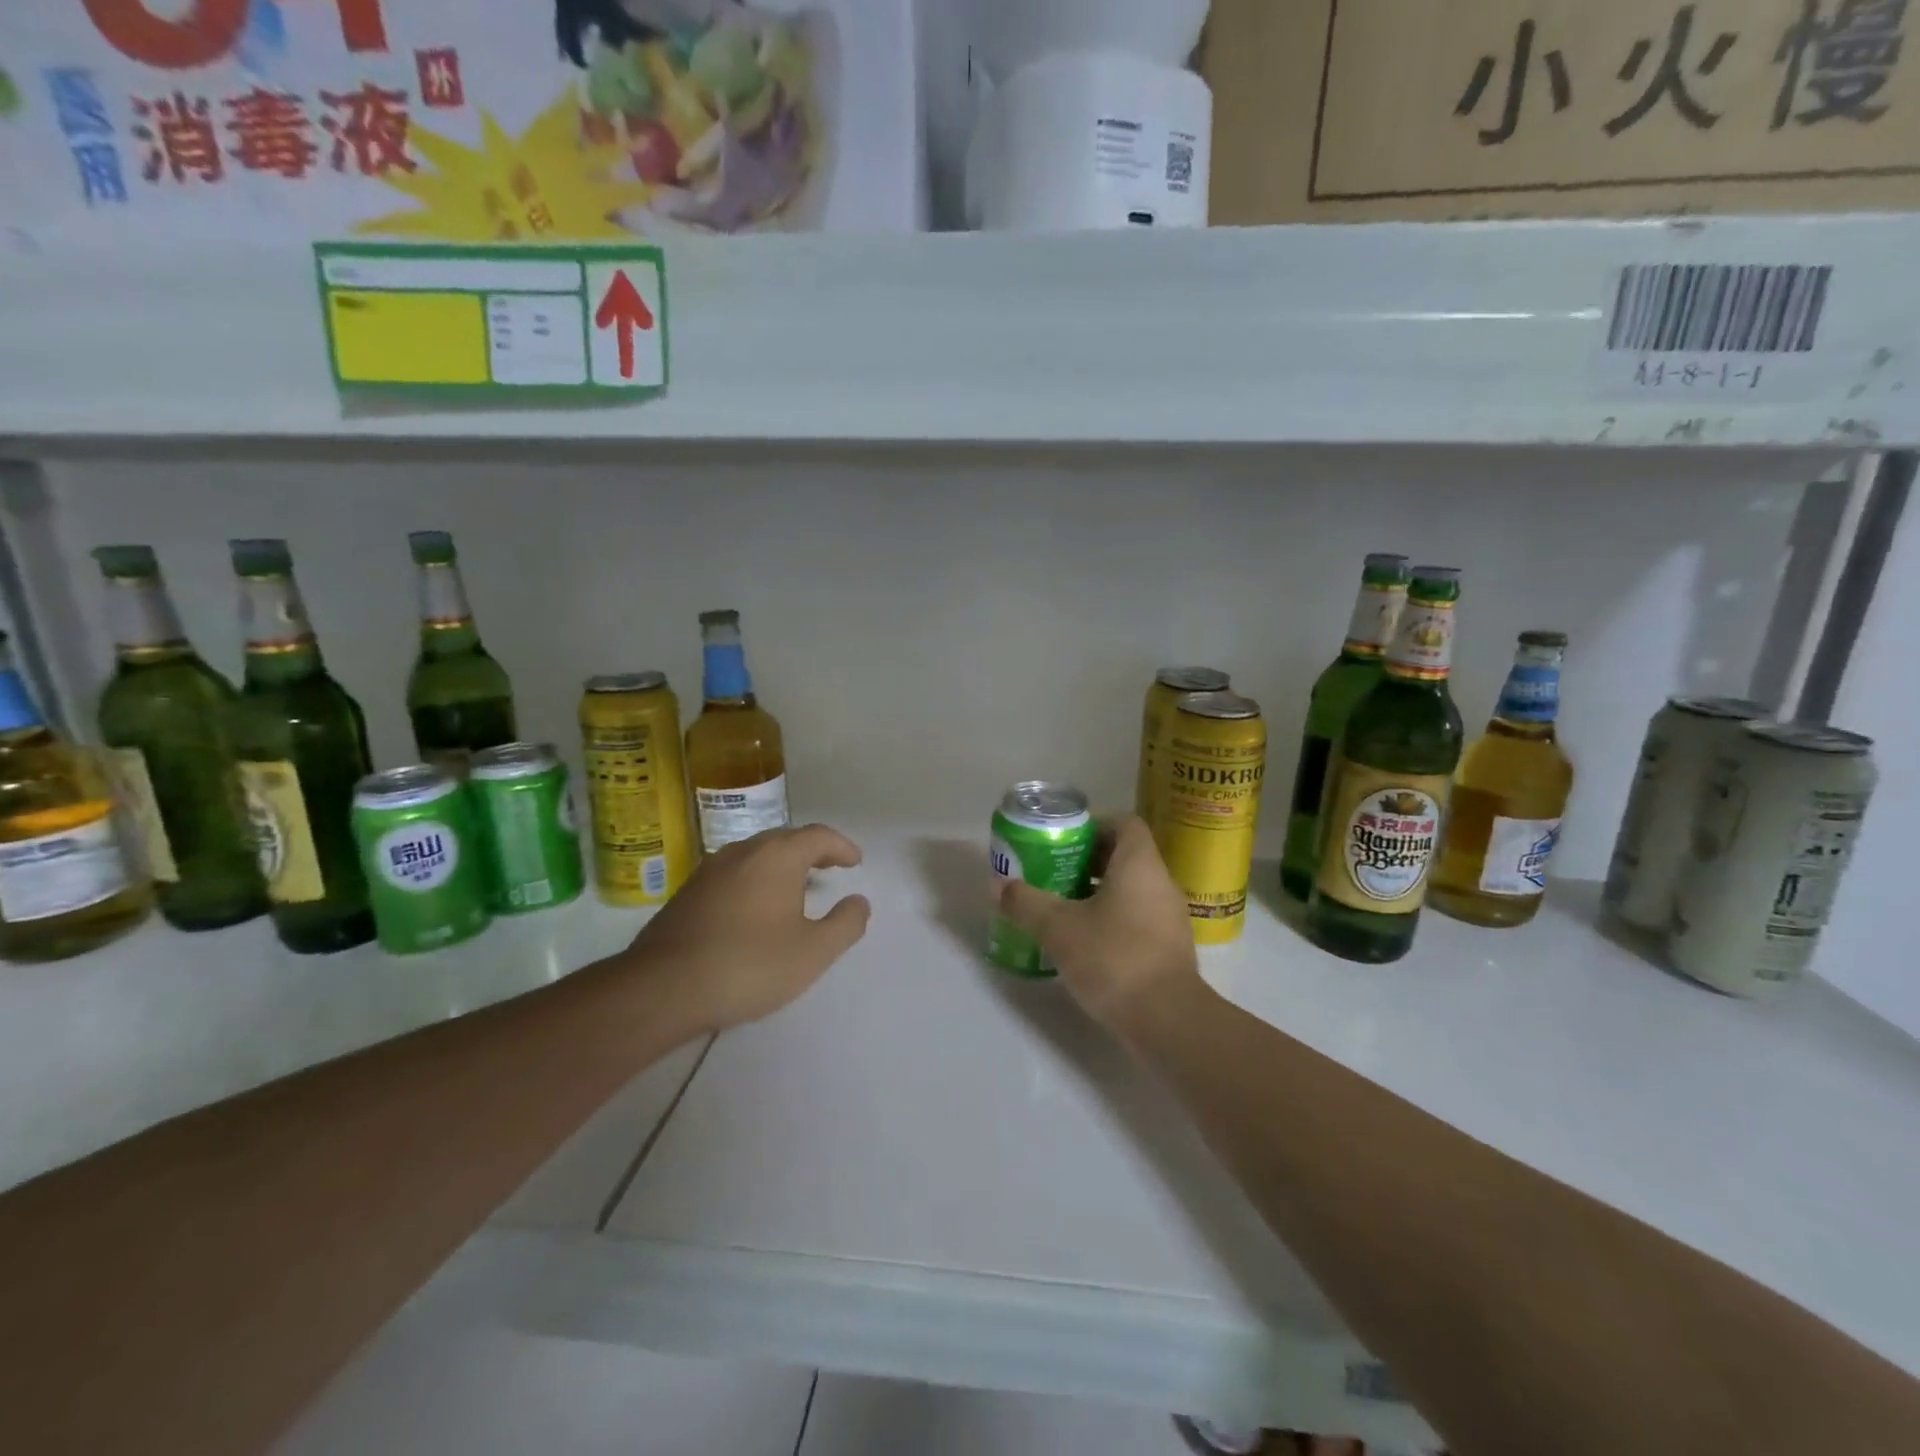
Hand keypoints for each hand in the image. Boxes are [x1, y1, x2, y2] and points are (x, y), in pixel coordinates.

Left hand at [617, 823, 870, 1033]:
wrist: (663, 988)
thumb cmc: (749, 965)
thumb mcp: (813, 952)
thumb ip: (845, 924)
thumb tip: (859, 902)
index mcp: (777, 856)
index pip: (818, 836)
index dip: (841, 847)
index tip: (855, 862)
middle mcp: (743, 852)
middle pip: (785, 839)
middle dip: (811, 851)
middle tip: (830, 868)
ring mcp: (709, 870)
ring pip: (756, 855)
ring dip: (781, 865)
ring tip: (796, 888)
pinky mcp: (687, 893)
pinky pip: (733, 874)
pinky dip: (755, 880)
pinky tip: (755, 910)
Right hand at [995, 815, 1199, 1031]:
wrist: (1167, 1020)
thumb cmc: (1114, 958)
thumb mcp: (1059, 928)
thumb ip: (1026, 903)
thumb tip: (997, 885)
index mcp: (1139, 864)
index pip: (1124, 823)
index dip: (1094, 825)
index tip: (1063, 841)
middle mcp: (1161, 883)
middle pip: (1125, 856)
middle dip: (1088, 860)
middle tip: (1053, 872)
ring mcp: (1170, 917)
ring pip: (1132, 889)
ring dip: (1099, 892)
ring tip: (1063, 906)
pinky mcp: (1170, 948)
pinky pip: (1138, 917)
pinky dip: (1113, 918)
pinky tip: (1085, 941)